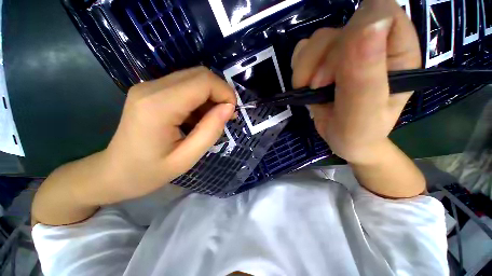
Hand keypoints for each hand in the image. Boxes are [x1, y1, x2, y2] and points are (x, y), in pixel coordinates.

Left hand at [103, 67, 235, 200]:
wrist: (113, 172)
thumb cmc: (149, 172)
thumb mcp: (187, 158)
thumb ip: (210, 131)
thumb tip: (229, 108)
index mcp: (159, 106)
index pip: (203, 81)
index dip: (225, 93)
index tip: (232, 112)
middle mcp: (152, 88)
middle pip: (199, 74)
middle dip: (220, 92)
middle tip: (225, 115)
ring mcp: (149, 86)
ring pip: (194, 78)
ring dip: (211, 96)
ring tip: (213, 119)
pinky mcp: (151, 90)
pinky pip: (185, 85)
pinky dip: (200, 98)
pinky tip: (199, 117)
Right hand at [291, 0, 420, 164]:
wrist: (344, 139)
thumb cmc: (357, 133)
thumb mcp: (362, 114)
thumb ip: (366, 75)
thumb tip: (370, 24)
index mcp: (397, 51)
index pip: (379, 12)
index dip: (352, 37)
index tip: (334, 74)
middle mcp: (373, 43)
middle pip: (340, 27)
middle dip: (321, 61)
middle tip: (319, 88)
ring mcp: (346, 49)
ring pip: (317, 39)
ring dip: (305, 68)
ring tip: (311, 91)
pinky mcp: (325, 58)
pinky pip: (304, 49)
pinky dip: (299, 69)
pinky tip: (305, 85)